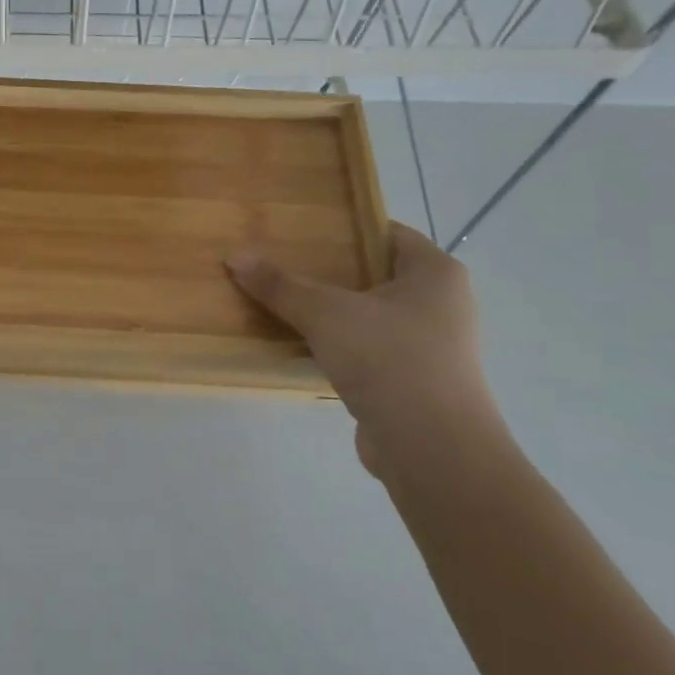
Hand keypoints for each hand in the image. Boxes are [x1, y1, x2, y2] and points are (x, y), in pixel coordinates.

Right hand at [227, 223, 500, 476]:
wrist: (431, 447)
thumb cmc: (388, 359)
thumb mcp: (325, 314)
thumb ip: (280, 285)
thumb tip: (234, 256)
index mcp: (435, 273)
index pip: (387, 233)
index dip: (345, 228)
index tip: (301, 230)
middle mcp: (441, 304)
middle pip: (375, 274)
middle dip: (330, 272)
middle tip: (282, 264)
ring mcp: (430, 346)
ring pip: (370, 316)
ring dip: (332, 313)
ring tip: (283, 304)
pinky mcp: (413, 381)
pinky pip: (369, 350)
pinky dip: (339, 347)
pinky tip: (301, 347)